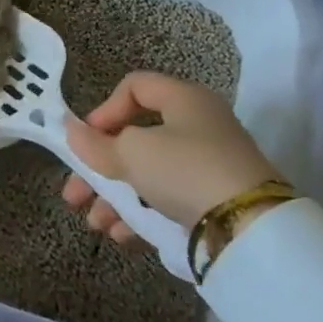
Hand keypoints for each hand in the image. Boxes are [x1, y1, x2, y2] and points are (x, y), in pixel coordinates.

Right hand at [63, 71, 281, 244]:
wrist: (251, 229)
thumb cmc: (184, 171)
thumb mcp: (132, 153)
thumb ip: (97, 145)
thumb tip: (72, 132)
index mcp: (183, 99)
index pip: (134, 87)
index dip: (104, 110)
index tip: (87, 140)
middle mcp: (197, 126)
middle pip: (136, 138)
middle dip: (99, 168)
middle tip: (74, 193)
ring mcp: (208, 164)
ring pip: (148, 173)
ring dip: (115, 197)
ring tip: (96, 223)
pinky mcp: (215, 200)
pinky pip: (168, 198)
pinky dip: (142, 213)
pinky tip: (121, 234)